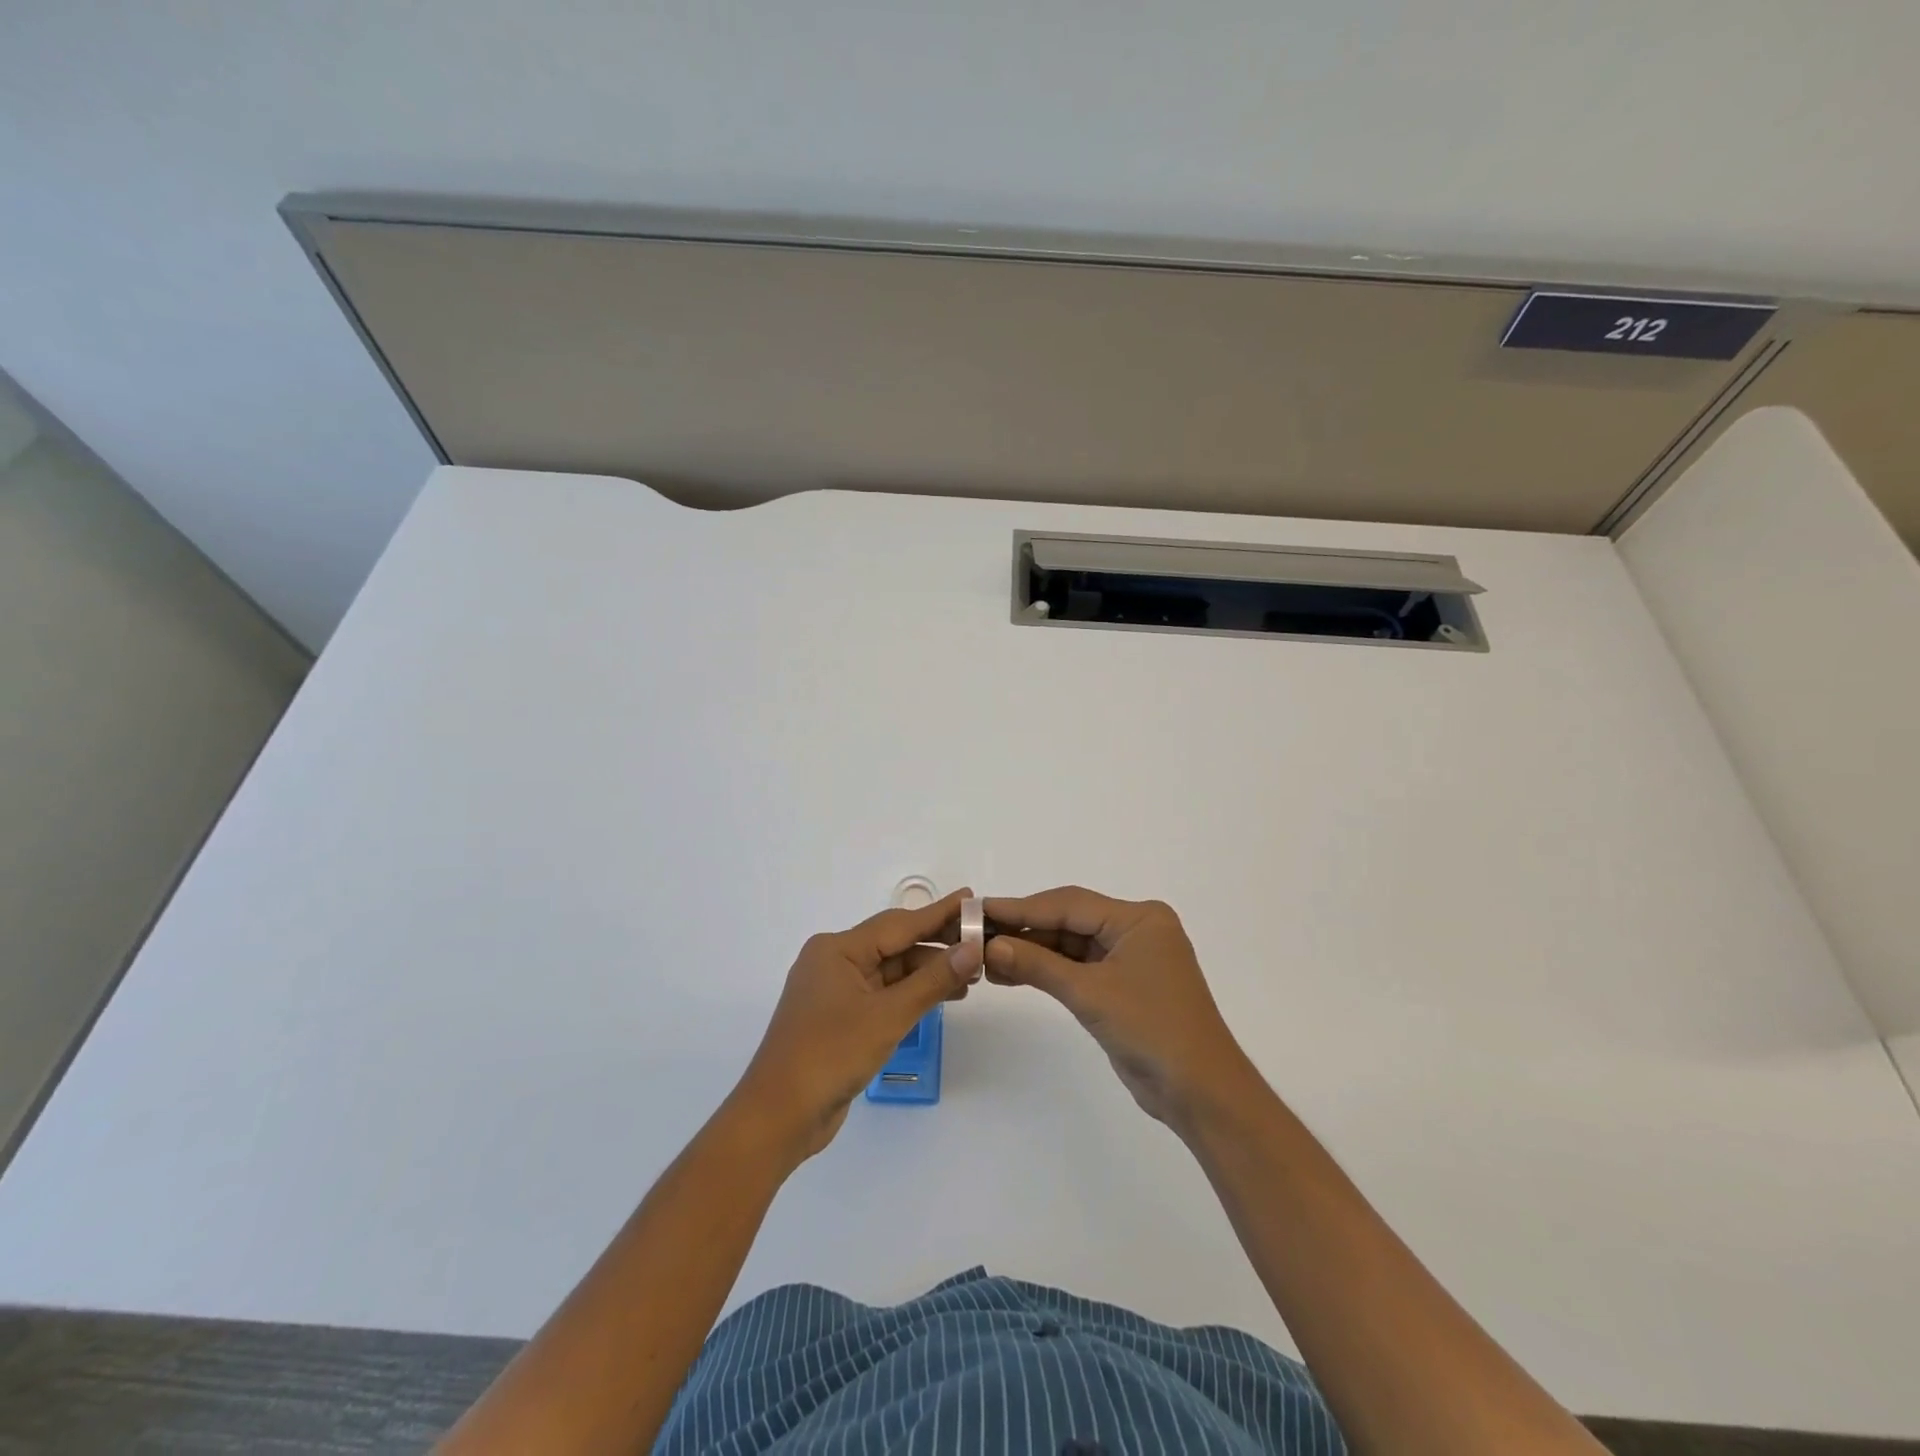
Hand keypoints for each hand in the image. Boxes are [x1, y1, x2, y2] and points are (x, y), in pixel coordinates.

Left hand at [733, 889, 982, 1159]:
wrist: (778, 1117)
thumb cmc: (830, 1055)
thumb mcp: (888, 1016)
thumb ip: (932, 980)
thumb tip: (971, 949)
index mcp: (838, 949)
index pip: (899, 923)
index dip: (939, 913)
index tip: (972, 899)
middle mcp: (834, 960)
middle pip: (895, 944)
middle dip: (937, 946)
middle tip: (981, 944)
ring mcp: (835, 990)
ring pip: (890, 971)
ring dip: (927, 973)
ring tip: (971, 977)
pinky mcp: (839, 1017)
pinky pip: (882, 993)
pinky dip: (910, 994)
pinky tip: (940, 997)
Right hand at [984, 887, 1254, 1128]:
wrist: (1201, 1093)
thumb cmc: (1152, 1030)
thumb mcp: (1090, 994)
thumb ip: (1037, 965)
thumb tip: (989, 946)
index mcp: (1138, 918)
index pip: (1069, 904)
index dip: (1021, 908)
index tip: (979, 909)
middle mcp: (1135, 930)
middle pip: (1069, 921)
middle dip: (1024, 930)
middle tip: (975, 934)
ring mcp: (1130, 958)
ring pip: (1071, 945)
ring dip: (1032, 952)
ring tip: (985, 958)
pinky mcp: (1123, 986)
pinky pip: (1079, 968)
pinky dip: (1048, 971)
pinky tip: (1011, 974)